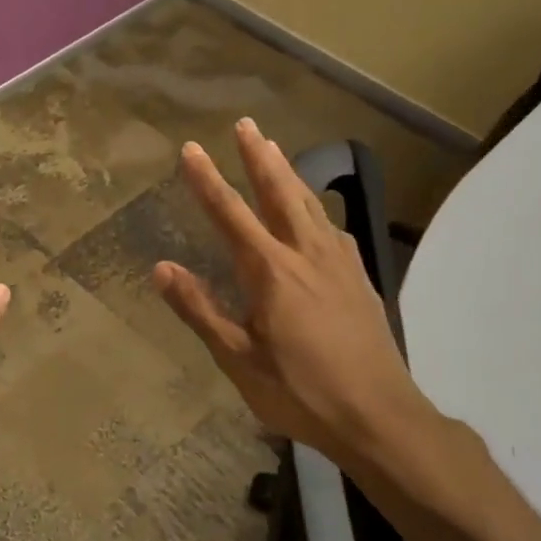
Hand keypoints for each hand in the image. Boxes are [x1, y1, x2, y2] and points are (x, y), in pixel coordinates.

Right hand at [152, 118, 438, 465]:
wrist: (379, 416)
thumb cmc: (300, 392)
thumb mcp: (238, 359)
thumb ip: (200, 309)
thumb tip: (162, 269)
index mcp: (272, 272)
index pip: (231, 215)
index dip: (208, 181)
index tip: (191, 149)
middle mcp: (308, 255)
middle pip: (280, 194)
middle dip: (259, 157)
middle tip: (246, 124)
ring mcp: (340, 265)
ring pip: (311, 206)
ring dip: (290, 174)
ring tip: (276, 149)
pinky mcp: (360, 280)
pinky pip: (333, 230)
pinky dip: (317, 209)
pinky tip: (317, 216)